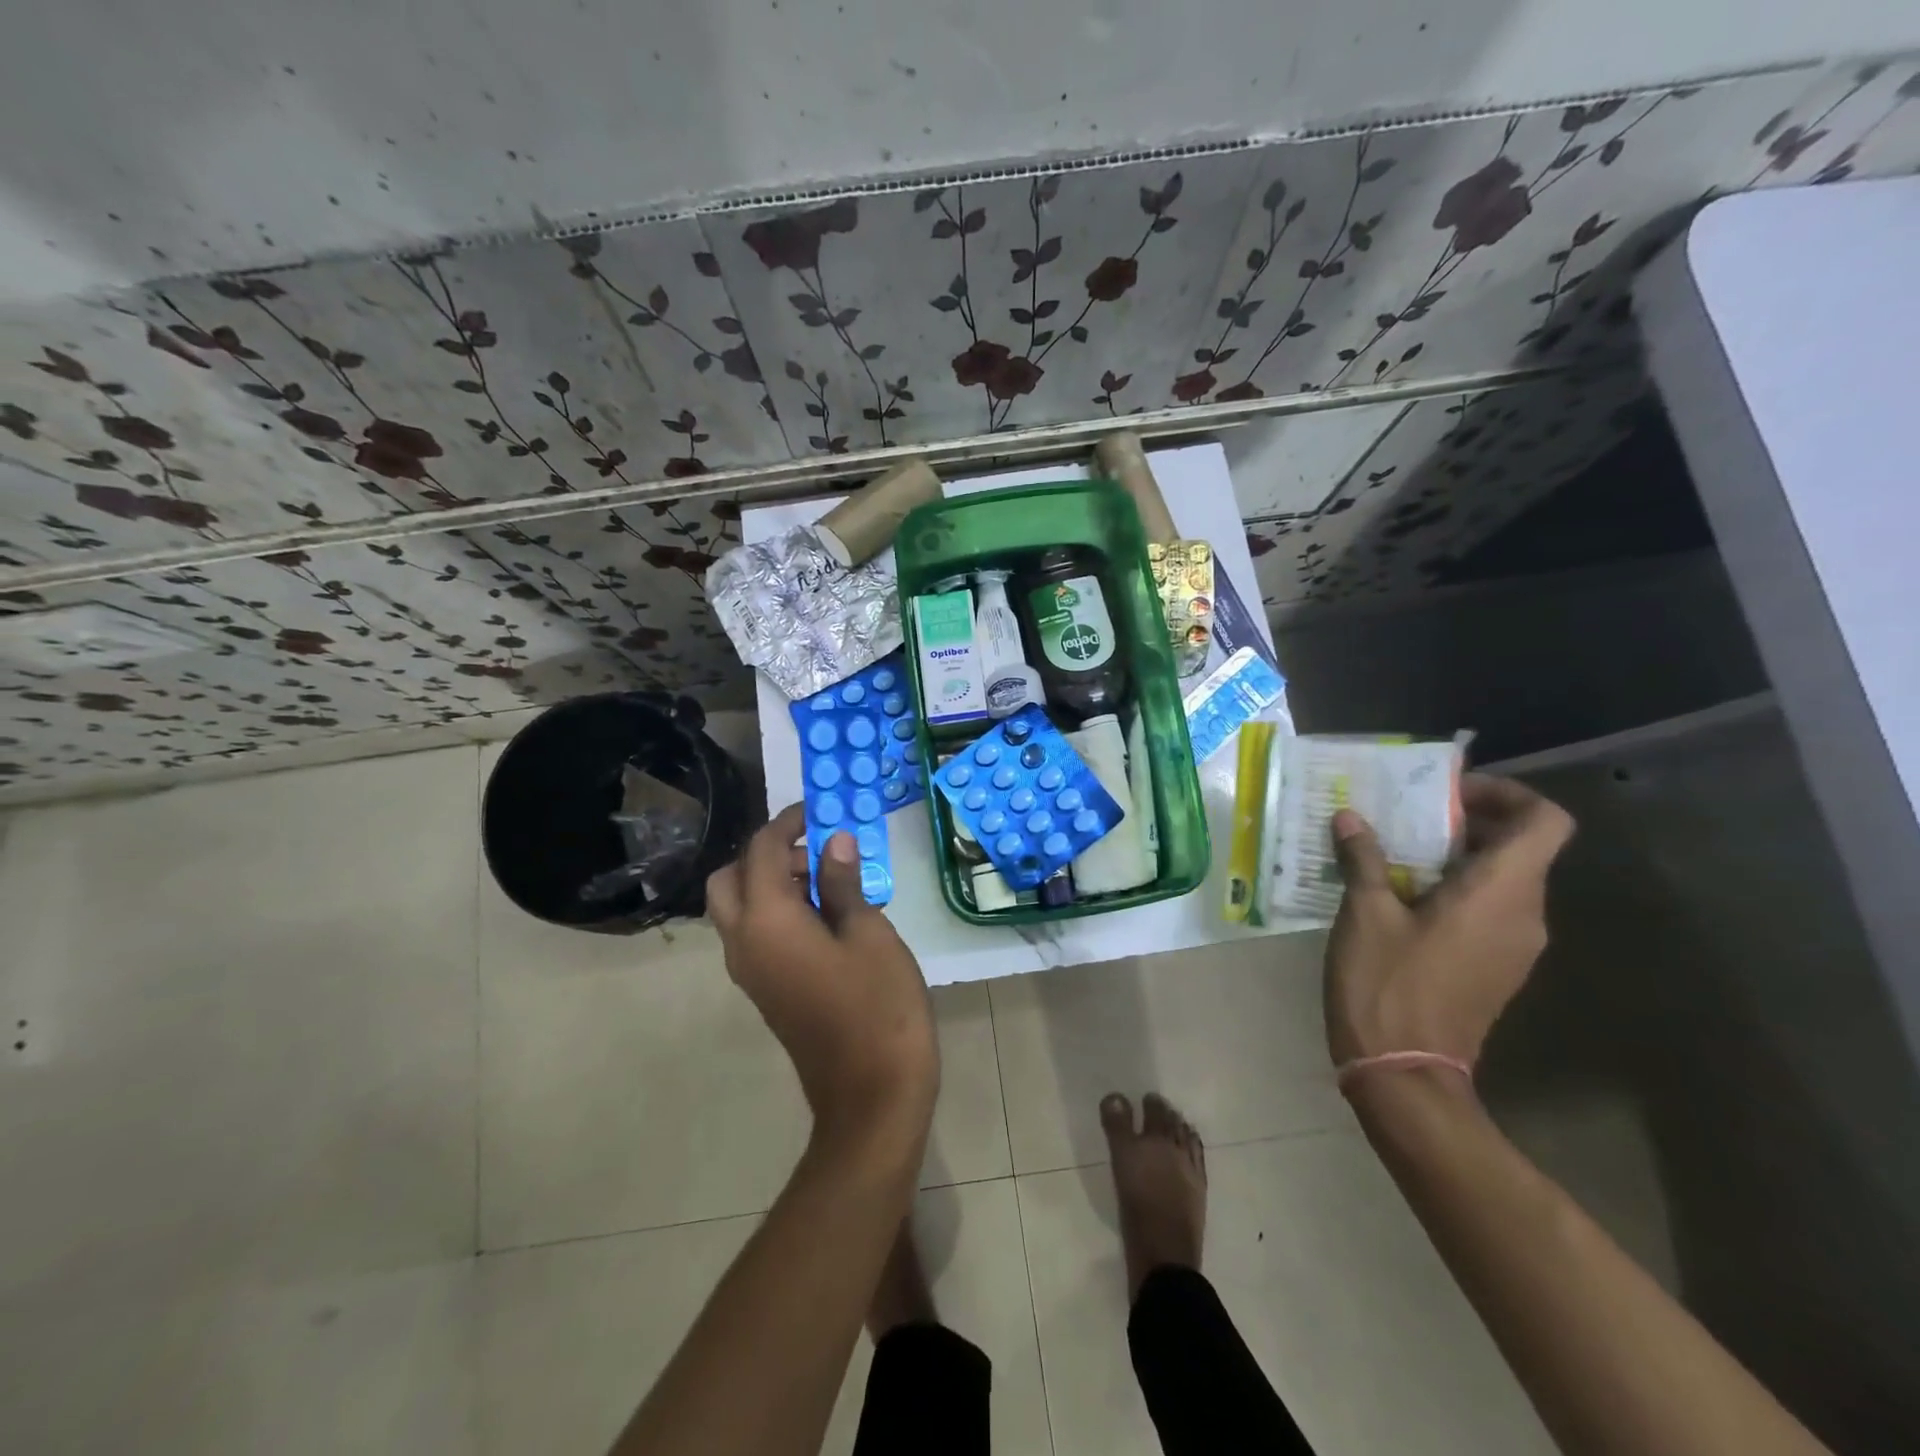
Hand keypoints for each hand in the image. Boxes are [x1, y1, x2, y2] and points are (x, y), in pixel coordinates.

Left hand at [706, 804, 938, 1150]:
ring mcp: (749, 971)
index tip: (818, 810)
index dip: (787, 823)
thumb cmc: (878, 1007)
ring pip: (738, 908)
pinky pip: (754, 934)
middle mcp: (744, 942)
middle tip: (816, 853)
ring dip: (770, 882)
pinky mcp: (764, 990)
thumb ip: (843, 883)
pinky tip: (827, 918)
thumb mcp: (869, 934)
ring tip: (831, 883)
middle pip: (730, 879)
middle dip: (765, 854)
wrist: (870, 1095)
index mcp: (766, 921)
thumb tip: (833, 841)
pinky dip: (775, 911)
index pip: (760, 851)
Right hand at [1323, 773, 1574, 1069]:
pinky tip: (1399, 894)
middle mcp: (1524, 915)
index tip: (1448, 793)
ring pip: (1503, 878)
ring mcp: (1514, 946)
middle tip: (1405, 815)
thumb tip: (1350, 818)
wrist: (1405, 1072)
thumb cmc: (1387, 984)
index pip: (1544, 821)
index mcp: (1500, 893)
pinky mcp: (1496, 967)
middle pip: (1521, 846)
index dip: (1506, 794)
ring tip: (1393, 850)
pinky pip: (1489, 909)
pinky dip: (1455, 887)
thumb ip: (1363, 859)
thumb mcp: (1364, 914)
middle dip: (1466, 821)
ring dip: (1456, 855)